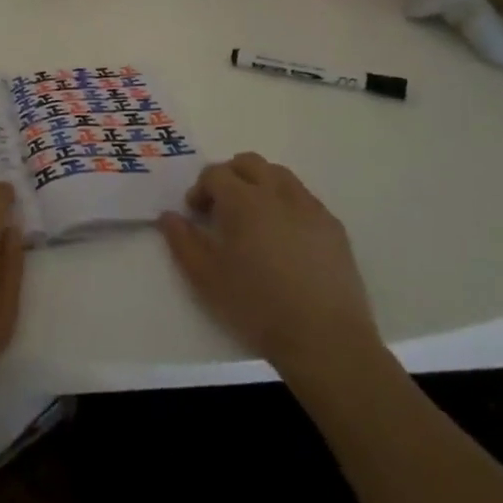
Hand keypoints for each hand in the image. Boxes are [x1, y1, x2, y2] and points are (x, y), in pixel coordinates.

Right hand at [158, 152, 381, 378]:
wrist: (325, 340)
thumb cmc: (257, 306)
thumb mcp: (207, 278)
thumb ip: (183, 242)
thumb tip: (169, 216)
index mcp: (243, 200)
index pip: (215, 173)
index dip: (200, 188)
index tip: (196, 213)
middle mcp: (277, 192)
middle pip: (249, 163)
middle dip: (230, 176)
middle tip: (222, 207)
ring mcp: (309, 206)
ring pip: (279, 175)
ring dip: (260, 184)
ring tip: (254, 217)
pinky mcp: (333, 226)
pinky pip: (304, 198)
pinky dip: (287, 203)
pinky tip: (285, 237)